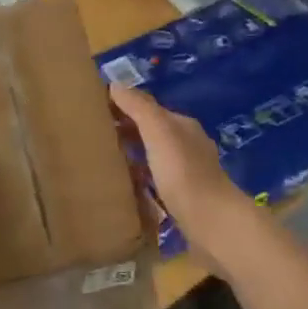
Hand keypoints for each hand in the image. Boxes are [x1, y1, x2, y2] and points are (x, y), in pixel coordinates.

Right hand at [110, 84, 268, 277]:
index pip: (148, 107)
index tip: (95, 112)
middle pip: (152, 131)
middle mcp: (188, 144)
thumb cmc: (183, 173)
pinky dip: (141, 178)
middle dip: (126, 130)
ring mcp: (189, 172)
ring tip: (105, 160)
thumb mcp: (158, 132)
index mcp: (182, 125)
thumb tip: (116, 84)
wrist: (213, 224)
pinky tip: (127, 186)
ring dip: (133, 154)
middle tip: (94, 137)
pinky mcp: (186, 197)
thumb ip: (139, 107)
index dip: (123, 106)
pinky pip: (157, 180)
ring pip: (154, 156)